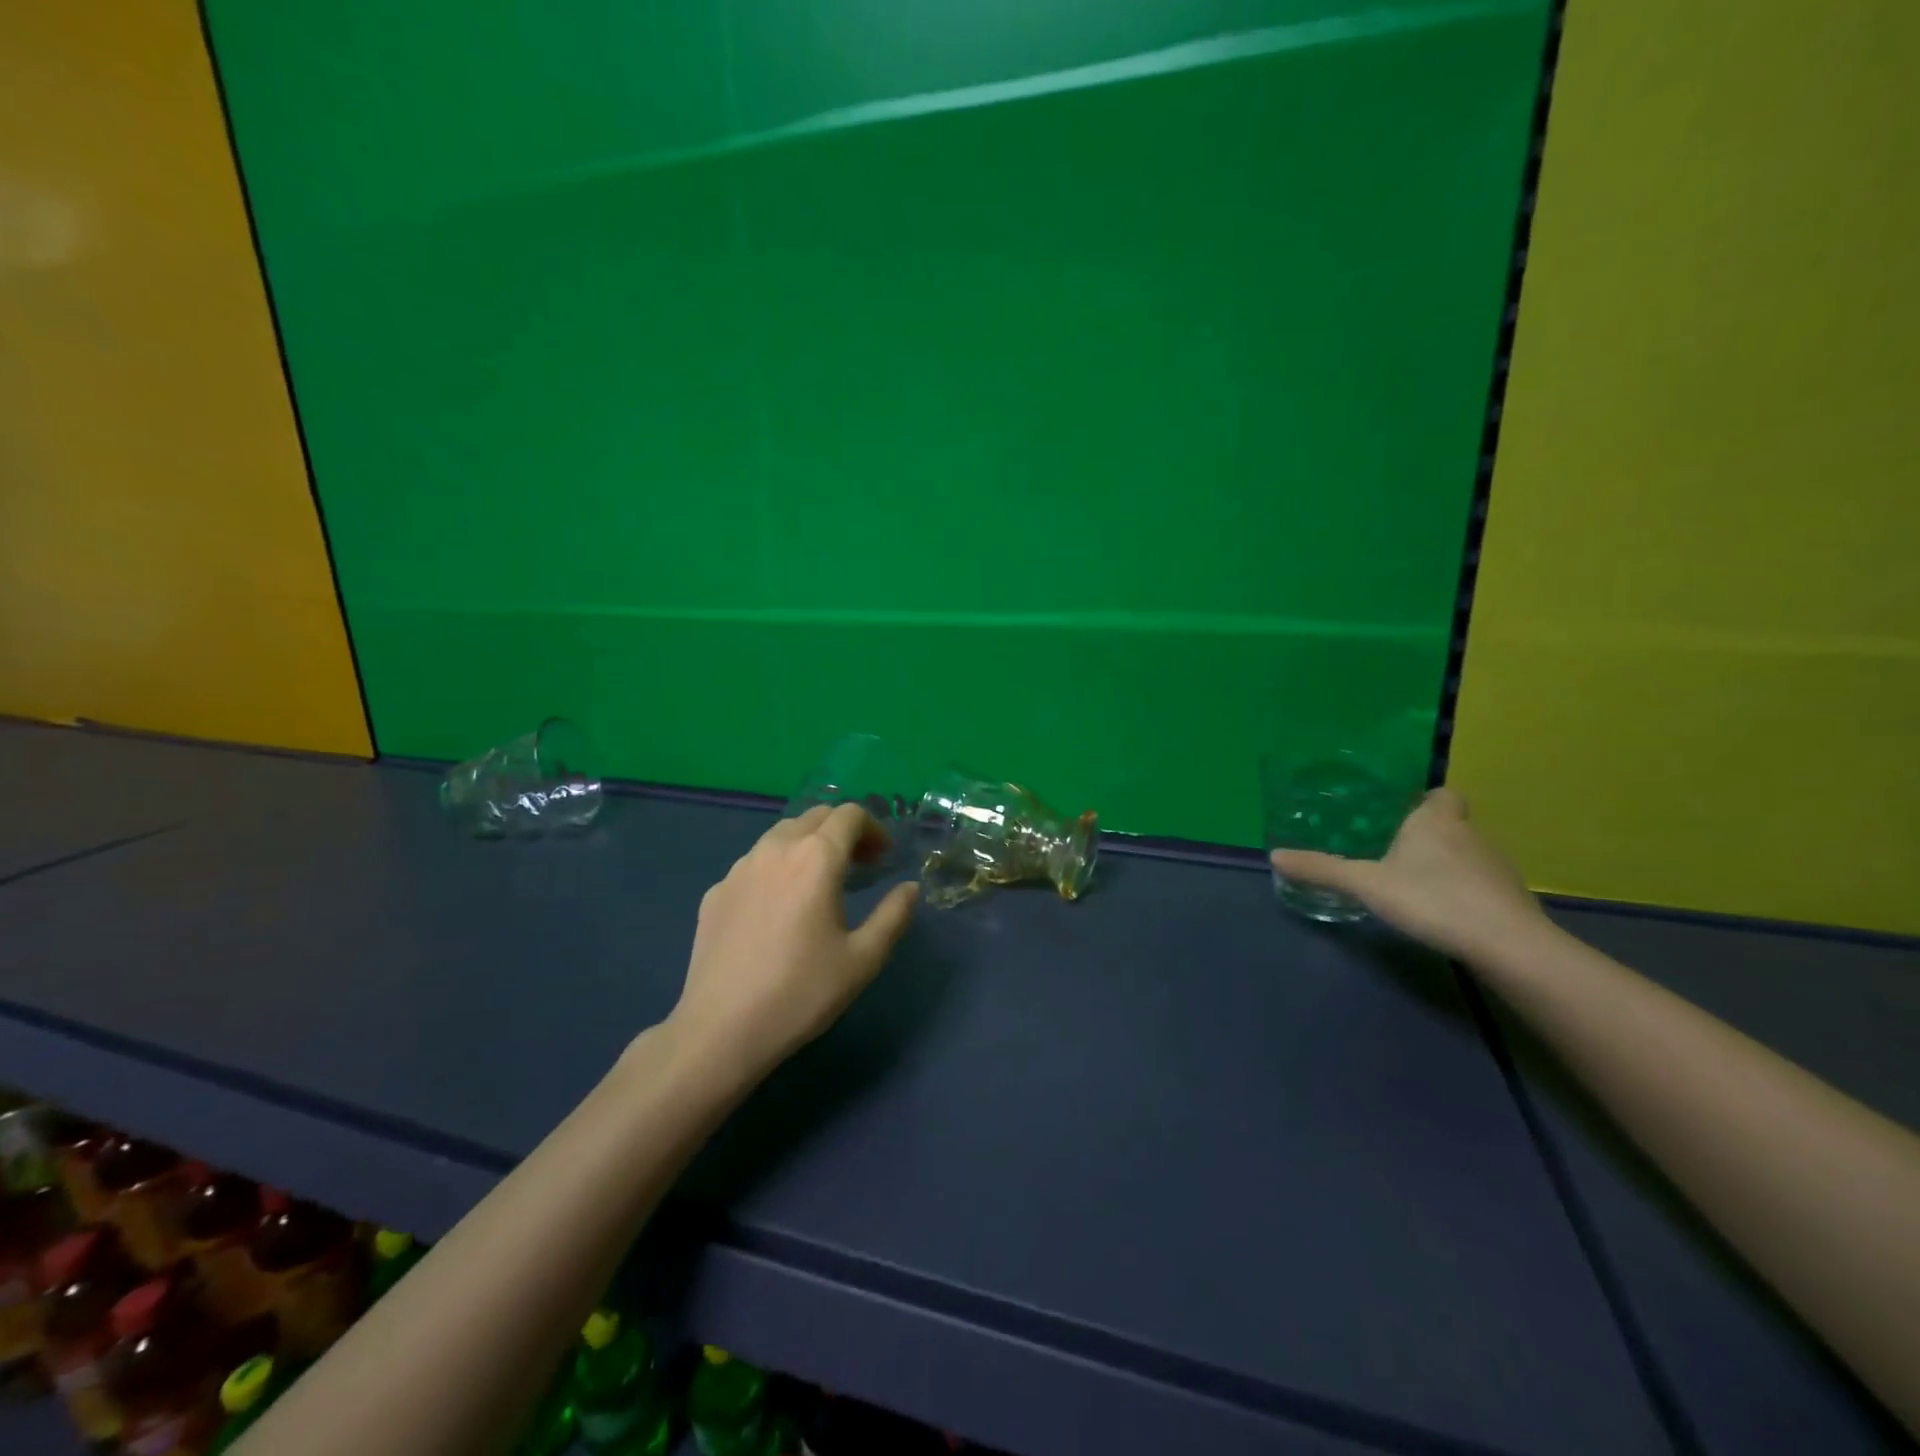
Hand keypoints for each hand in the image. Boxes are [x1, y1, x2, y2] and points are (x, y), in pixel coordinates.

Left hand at [668, 803, 920, 1080]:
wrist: (721, 1030)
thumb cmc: (802, 993)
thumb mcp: (863, 959)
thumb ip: (893, 915)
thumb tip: (909, 888)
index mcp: (816, 858)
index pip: (850, 815)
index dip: (874, 829)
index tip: (883, 859)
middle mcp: (776, 849)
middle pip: (815, 816)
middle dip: (843, 831)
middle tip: (860, 866)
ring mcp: (740, 868)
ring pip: (782, 835)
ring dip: (809, 844)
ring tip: (820, 883)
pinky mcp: (716, 891)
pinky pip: (755, 863)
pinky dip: (778, 868)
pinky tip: (779, 909)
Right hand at [1270, 788, 1552, 965]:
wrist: (1506, 944)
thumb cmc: (1432, 898)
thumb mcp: (1366, 884)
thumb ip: (1322, 869)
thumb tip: (1275, 855)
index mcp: (1436, 821)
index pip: (1442, 794)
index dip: (1426, 800)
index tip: (1403, 813)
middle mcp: (1470, 834)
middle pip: (1452, 823)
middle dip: (1428, 833)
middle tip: (1395, 850)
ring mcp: (1496, 866)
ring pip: (1467, 853)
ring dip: (1446, 863)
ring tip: (1414, 883)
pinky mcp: (1510, 898)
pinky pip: (1480, 883)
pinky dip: (1463, 890)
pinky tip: (1442, 910)